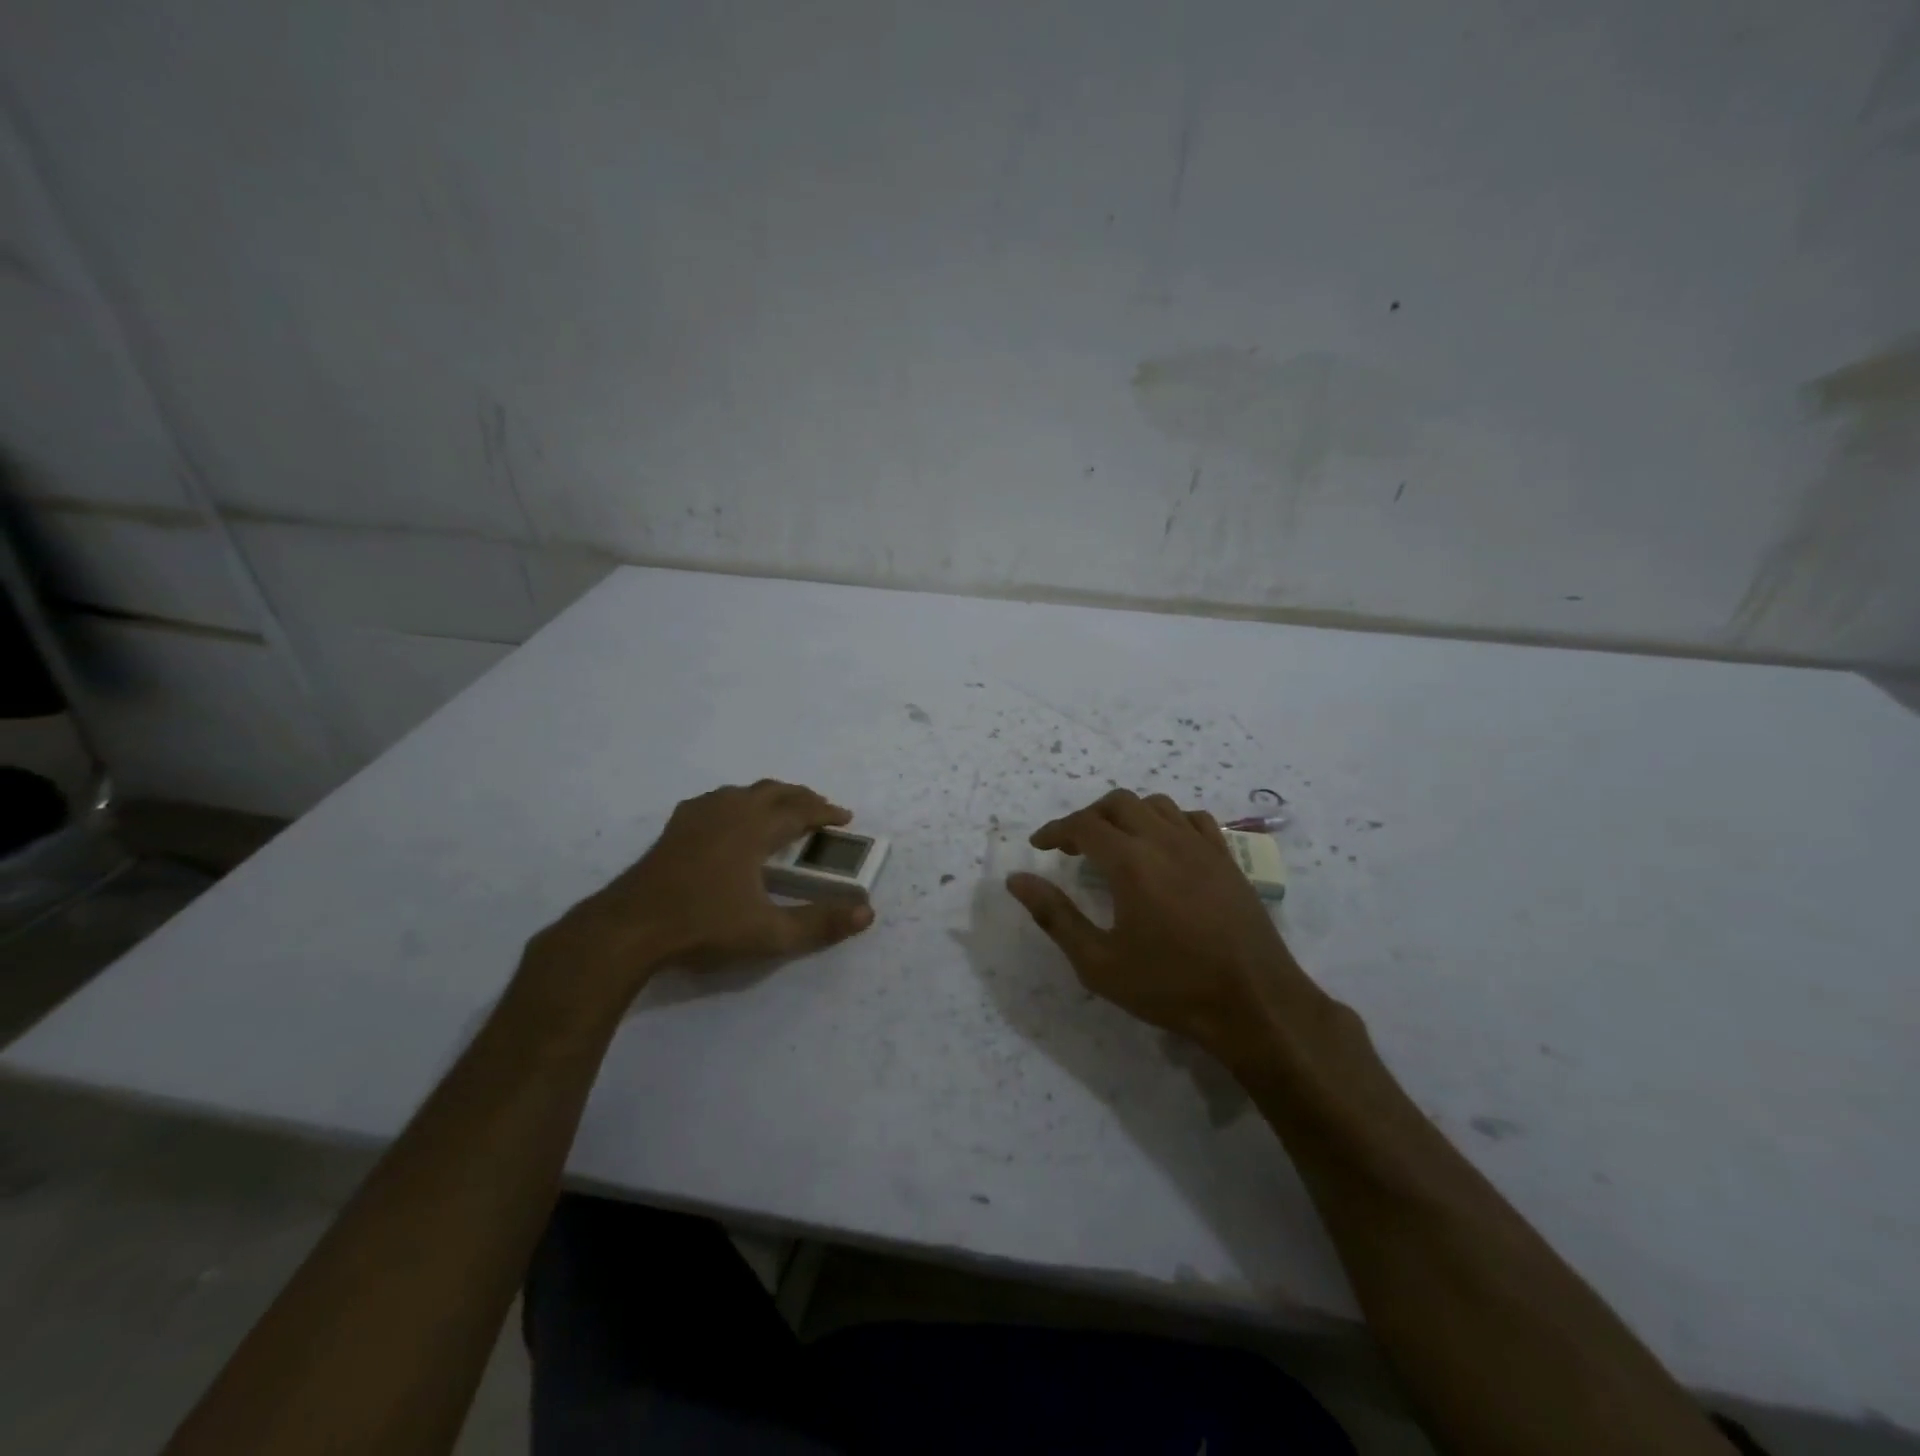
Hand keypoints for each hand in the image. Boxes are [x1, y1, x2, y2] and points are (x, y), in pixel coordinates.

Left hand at [523, 780, 874, 1008]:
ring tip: (783, 810)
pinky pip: (718, 799)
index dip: (825, 812)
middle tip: (821, 811)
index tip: (845, 817)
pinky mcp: (676, 826)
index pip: (799, 810)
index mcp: (754, 829)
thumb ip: (819, 924)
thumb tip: (867, 912)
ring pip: (745, 791)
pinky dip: (740, 801)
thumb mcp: (769, 933)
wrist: (630, 928)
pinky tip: (732, 817)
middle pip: (774, 791)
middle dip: (802, 798)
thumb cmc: (704, 926)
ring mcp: (698, 815)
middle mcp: (729, 811)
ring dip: (772, 796)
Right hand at [1005, 789, 1323, 1067]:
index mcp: (1131, 862)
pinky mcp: (1227, 859)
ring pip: (1156, 805)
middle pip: (1118, 804)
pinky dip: (1167, 821)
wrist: (1254, 1003)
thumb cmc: (1170, 987)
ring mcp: (1201, 846)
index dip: (1055, 830)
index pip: (1083, 825)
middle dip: (1088, 818)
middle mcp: (1165, 841)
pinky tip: (1163, 848)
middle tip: (1073, 847)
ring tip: (1115, 844)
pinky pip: (1192, 819)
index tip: (1039, 846)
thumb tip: (1017, 880)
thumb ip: (1054, 916)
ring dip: (1127, 815)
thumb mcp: (1099, 963)